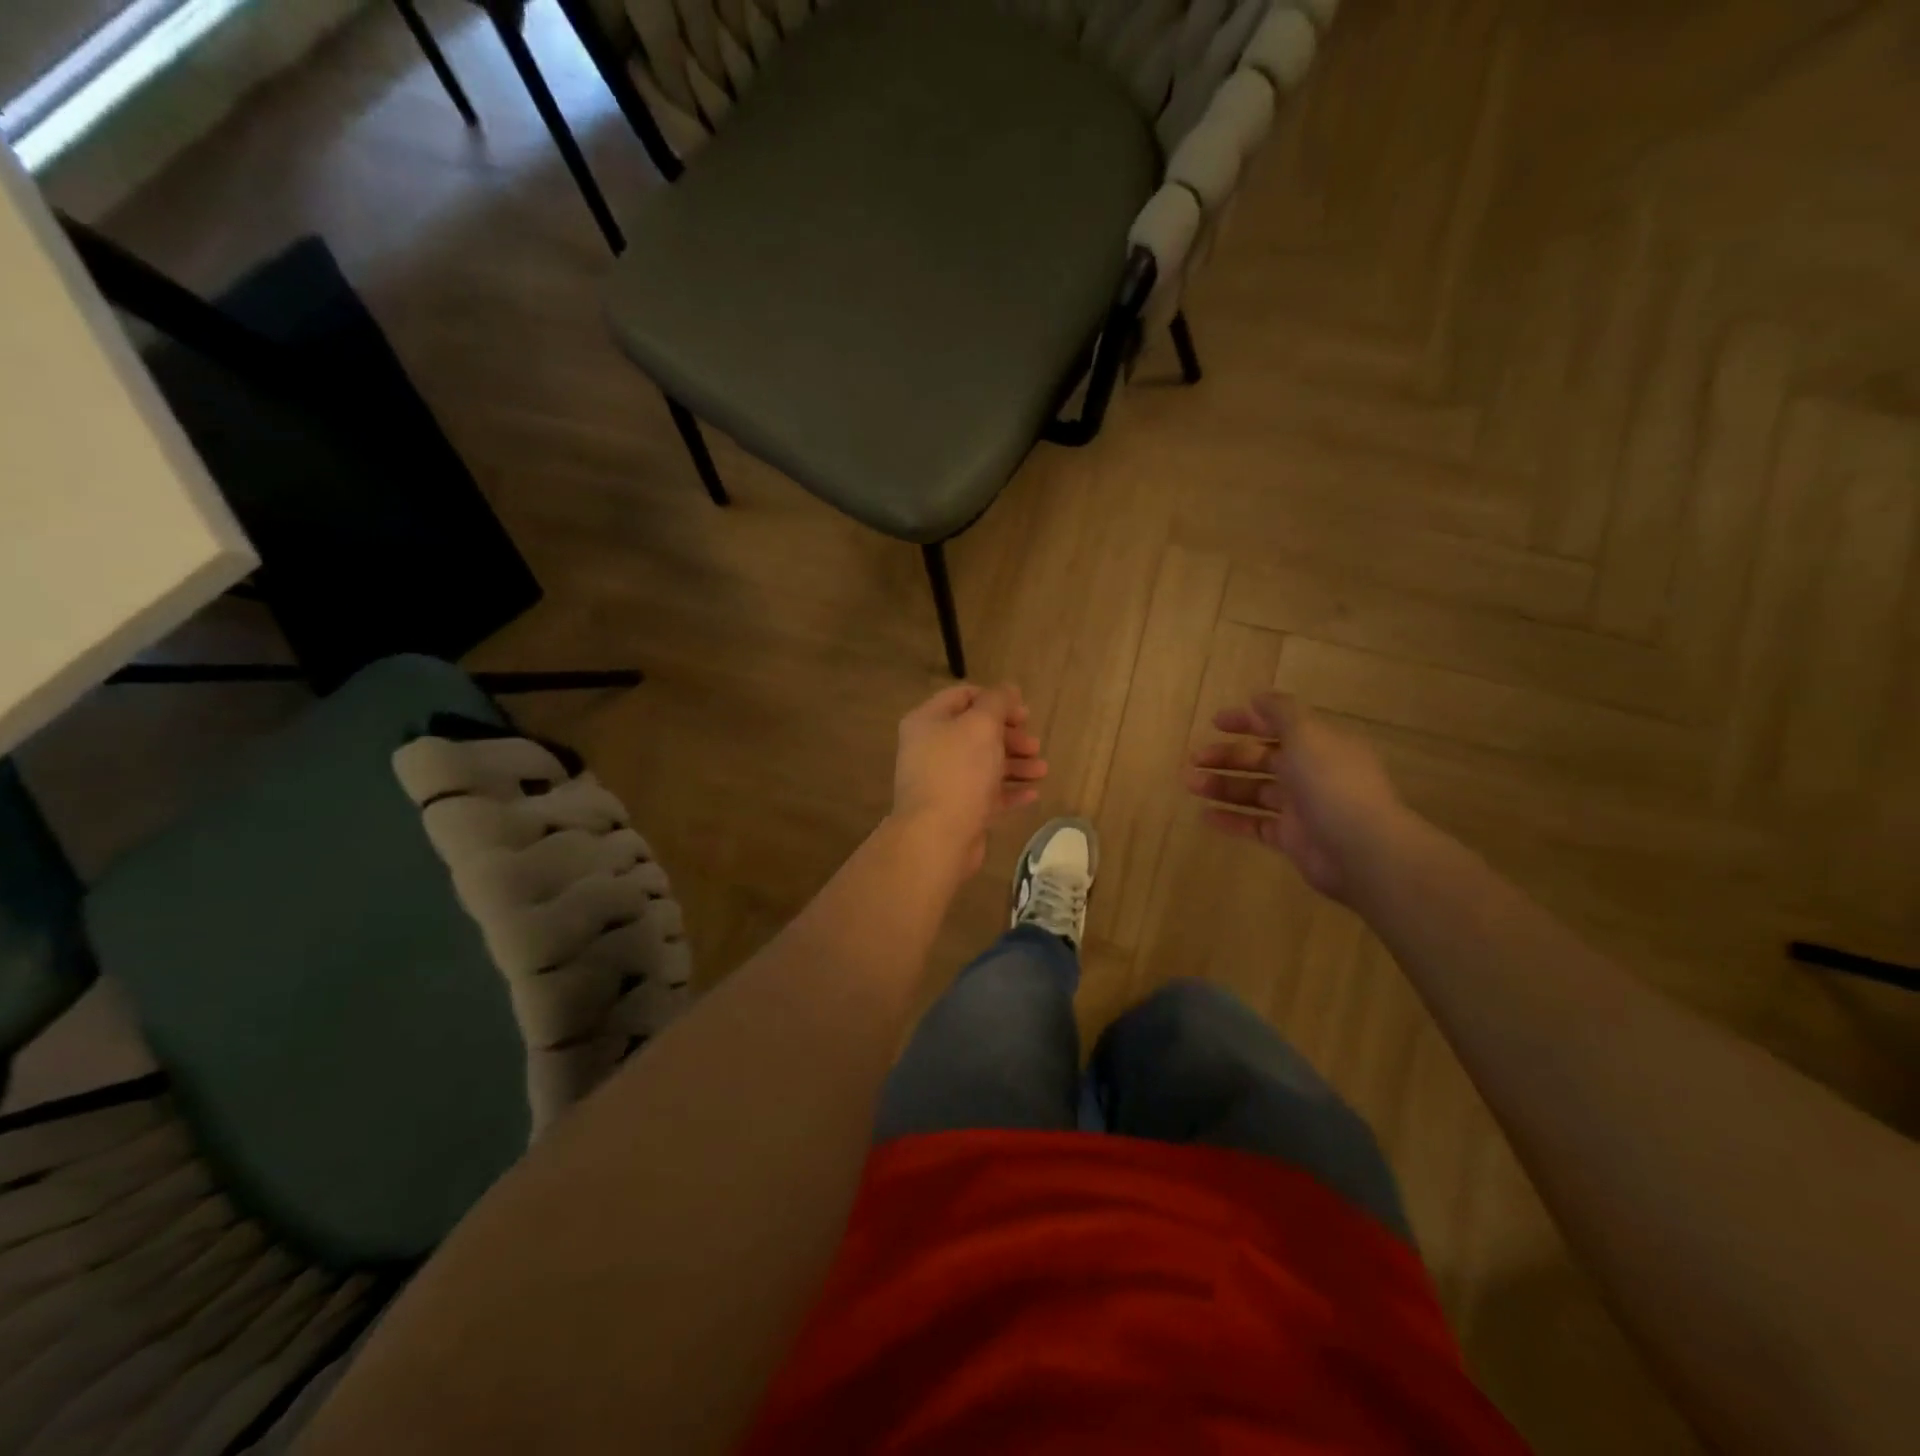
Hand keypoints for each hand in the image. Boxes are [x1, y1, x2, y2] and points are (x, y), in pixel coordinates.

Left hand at [892, 683, 1046, 876]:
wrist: (937, 836)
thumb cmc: (959, 771)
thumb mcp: (982, 726)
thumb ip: (997, 702)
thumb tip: (1007, 688)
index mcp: (928, 721)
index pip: (963, 697)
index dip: (995, 700)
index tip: (1024, 712)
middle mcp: (930, 749)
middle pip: (976, 733)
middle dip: (1010, 737)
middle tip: (1035, 745)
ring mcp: (942, 781)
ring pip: (983, 765)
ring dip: (1015, 764)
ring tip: (1042, 771)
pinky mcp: (955, 810)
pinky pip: (985, 794)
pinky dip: (1008, 791)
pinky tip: (1033, 794)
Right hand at [1186, 692, 1407, 901]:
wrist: (1361, 850)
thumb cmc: (1331, 783)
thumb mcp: (1306, 734)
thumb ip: (1280, 712)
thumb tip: (1258, 697)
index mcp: (1320, 744)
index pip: (1279, 725)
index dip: (1247, 721)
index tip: (1214, 722)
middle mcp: (1312, 772)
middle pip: (1263, 759)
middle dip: (1227, 756)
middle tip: (1194, 759)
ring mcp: (1302, 807)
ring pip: (1255, 791)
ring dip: (1222, 785)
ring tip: (1190, 784)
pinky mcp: (1292, 839)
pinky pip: (1256, 824)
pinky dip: (1232, 819)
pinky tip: (1205, 816)